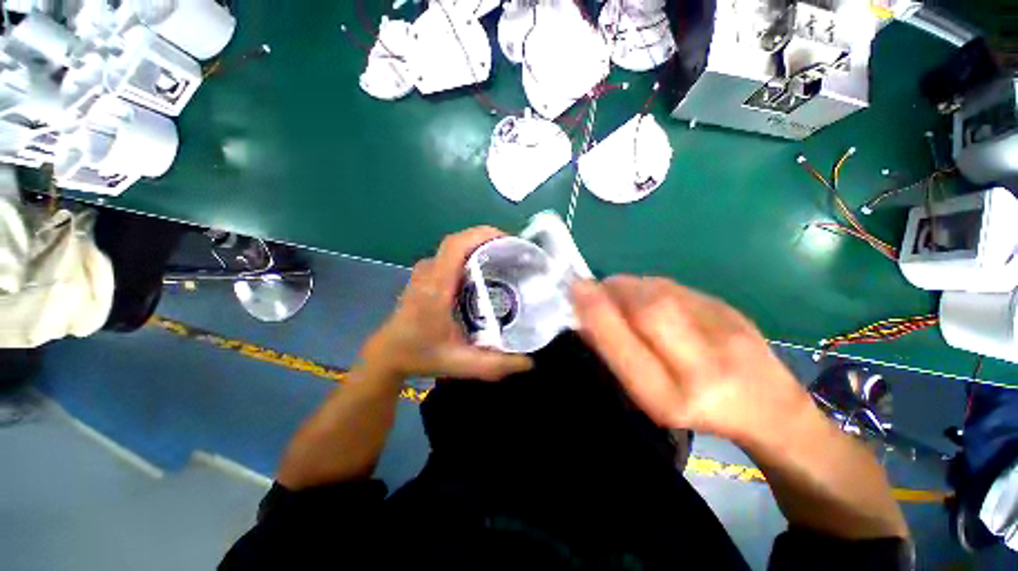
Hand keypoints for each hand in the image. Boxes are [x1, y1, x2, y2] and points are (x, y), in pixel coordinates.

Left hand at [362, 227, 532, 381]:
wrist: (389, 354)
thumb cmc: (421, 355)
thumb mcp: (460, 363)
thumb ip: (494, 365)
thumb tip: (528, 362)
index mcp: (436, 287)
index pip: (456, 245)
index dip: (482, 235)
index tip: (510, 241)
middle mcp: (429, 272)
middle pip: (459, 241)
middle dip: (488, 239)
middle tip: (514, 252)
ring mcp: (425, 272)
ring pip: (455, 248)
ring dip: (480, 246)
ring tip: (504, 258)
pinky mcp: (426, 276)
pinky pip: (451, 256)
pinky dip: (470, 255)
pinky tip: (485, 270)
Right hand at [571, 276, 812, 443]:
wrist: (770, 408)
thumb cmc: (697, 411)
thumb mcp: (649, 399)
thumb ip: (617, 357)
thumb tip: (584, 319)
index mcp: (672, 398)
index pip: (626, 345)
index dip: (597, 312)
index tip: (575, 290)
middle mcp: (703, 366)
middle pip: (649, 309)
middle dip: (612, 291)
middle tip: (593, 287)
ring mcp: (725, 332)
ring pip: (661, 292)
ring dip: (628, 285)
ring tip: (615, 291)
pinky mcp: (731, 309)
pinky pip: (675, 287)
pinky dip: (648, 285)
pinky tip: (644, 294)